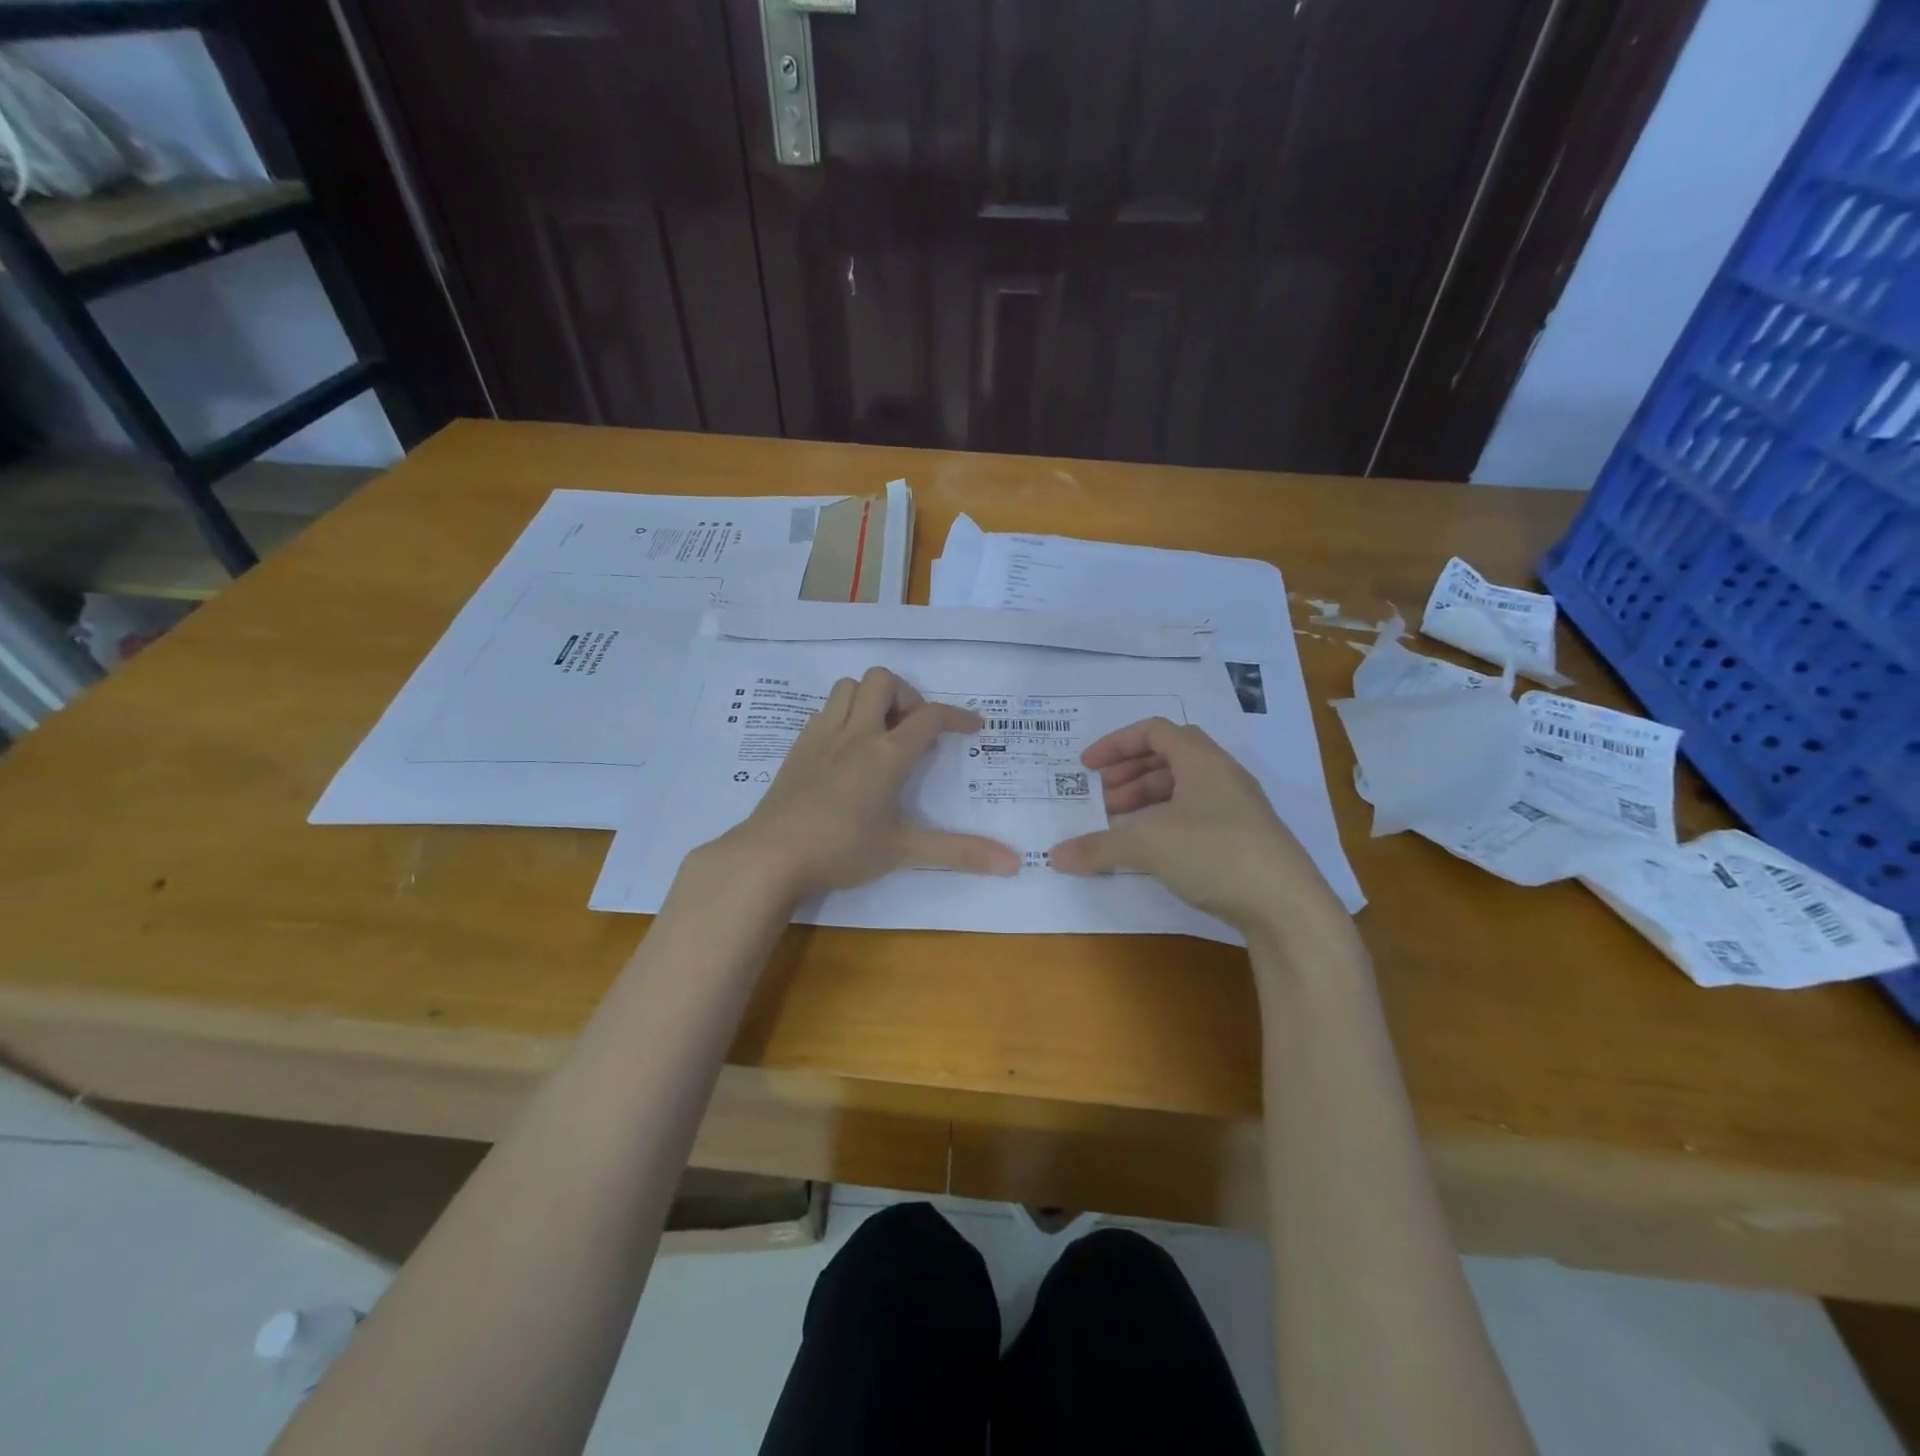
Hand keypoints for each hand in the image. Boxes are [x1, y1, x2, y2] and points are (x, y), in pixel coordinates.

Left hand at [707, 667, 1019, 901]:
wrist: (771, 856)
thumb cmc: (843, 851)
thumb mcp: (905, 852)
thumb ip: (960, 853)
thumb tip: (1015, 864)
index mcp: (887, 754)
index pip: (930, 716)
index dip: (958, 715)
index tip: (973, 726)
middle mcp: (856, 733)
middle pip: (883, 680)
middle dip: (907, 695)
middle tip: (913, 730)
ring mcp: (822, 735)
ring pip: (849, 686)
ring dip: (871, 698)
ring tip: (881, 733)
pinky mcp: (798, 747)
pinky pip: (825, 710)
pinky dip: (844, 715)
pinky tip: (847, 751)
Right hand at [1049, 718, 1348, 943]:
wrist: (1287, 907)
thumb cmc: (1215, 854)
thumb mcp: (1147, 846)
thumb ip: (1098, 847)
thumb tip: (1056, 855)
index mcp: (1202, 760)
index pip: (1154, 731)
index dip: (1116, 744)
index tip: (1087, 768)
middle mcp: (1222, 775)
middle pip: (1167, 758)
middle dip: (1128, 774)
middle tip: (1101, 799)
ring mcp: (1238, 808)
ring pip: (1182, 789)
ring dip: (1146, 800)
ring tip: (1119, 826)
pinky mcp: (1245, 838)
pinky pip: (1195, 814)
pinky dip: (1165, 822)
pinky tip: (1151, 850)